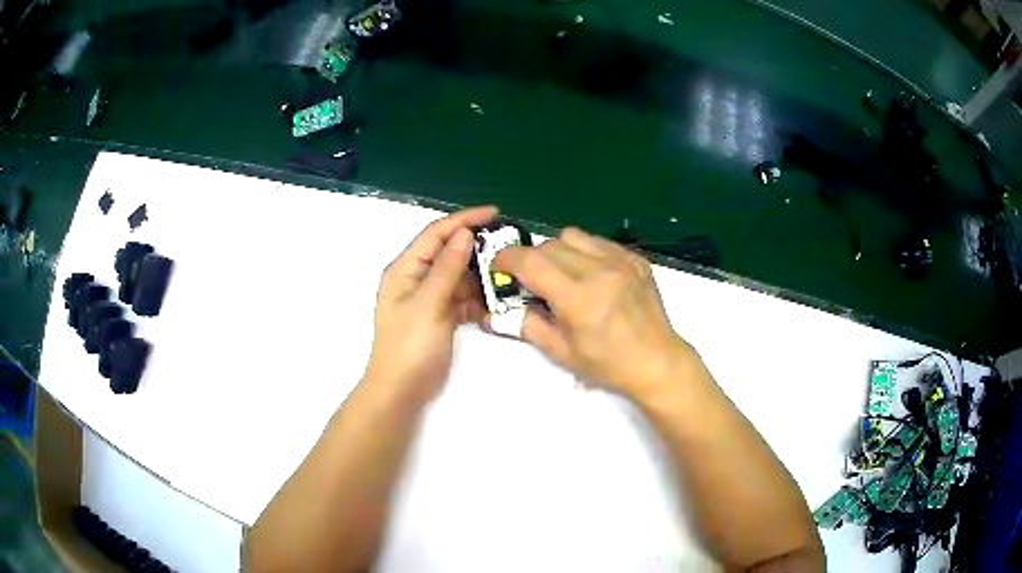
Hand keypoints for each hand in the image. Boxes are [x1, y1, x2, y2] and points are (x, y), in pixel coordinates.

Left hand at [364, 206, 497, 402]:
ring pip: (459, 276)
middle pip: (449, 252)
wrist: (402, 390)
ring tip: (509, 272)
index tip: (495, 212)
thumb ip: (446, 268)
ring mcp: (429, 298)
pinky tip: (498, 301)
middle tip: (509, 244)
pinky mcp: (441, 316)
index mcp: (405, 269)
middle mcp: (417, 278)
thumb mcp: (428, 303)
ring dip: (481, 274)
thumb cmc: (410, 346)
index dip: (464, 219)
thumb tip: (465, 233)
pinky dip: (479, 298)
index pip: (436, 233)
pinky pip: (463, 298)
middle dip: (477, 246)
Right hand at [492, 227, 691, 397]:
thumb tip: (501, 309)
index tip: (499, 267)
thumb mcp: (561, 352)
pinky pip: (599, 241)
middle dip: (531, 258)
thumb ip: (527, 325)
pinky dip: (585, 252)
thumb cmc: (608, 364)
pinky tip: (590, 274)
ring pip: (574, 236)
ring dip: (558, 250)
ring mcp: (621, 261)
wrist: (657, 361)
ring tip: (562, 273)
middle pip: (549, 245)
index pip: (530, 262)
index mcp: (577, 298)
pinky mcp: (635, 259)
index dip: (507, 259)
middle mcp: (599, 271)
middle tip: (531, 279)